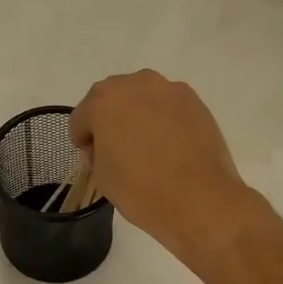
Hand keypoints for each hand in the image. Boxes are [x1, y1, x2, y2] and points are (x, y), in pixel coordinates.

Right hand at [70, 71, 251, 257]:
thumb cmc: (141, 189)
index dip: (84, 141)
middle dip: (110, 121)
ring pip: (143, 99)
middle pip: (113, 100)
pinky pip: (169, 108)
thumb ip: (96, 154)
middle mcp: (136, 84)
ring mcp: (170, 90)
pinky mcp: (196, 102)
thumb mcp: (102, 177)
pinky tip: (172, 148)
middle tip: (118, 152)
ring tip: (148, 149)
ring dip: (139, 117)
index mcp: (104, 100)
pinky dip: (165, 121)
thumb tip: (106, 147)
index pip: (82, 117)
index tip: (94, 161)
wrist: (200, 200)